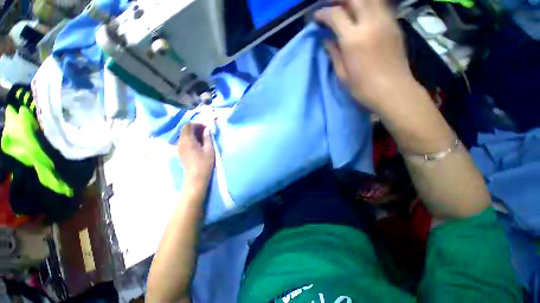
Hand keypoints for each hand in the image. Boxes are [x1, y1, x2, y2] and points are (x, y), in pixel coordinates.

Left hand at [178, 123, 214, 186]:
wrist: (196, 177)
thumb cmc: (204, 163)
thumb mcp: (209, 149)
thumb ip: (207, 138)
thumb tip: (207, 129)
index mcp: (188, 140)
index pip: (188, 126)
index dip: (197, 124)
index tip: (206, 127)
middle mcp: (181, 142)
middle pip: (185, 129)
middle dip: (195, 128)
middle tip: (206, 131)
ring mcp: (179, 147)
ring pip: (184, 135)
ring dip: (193, 133)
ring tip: (203, 137)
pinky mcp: (180, 152)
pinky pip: (184, 140)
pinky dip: (191, 138)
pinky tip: (198, 143)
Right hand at [315, 0, 415, 112]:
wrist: (393, 91)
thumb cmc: (363, 88)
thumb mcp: (342, 74)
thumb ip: (334, 53)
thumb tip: (327, 40)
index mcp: (354, 39)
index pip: (336, 15)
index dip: (323, 13)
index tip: (317, 17)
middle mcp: (370, 23)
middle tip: (331, 6)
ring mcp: (385, 21)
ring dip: (356, 0)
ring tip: (346, 7)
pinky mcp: (395, 24)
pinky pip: (381, 5)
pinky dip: (369, 5)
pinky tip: (362, 12)